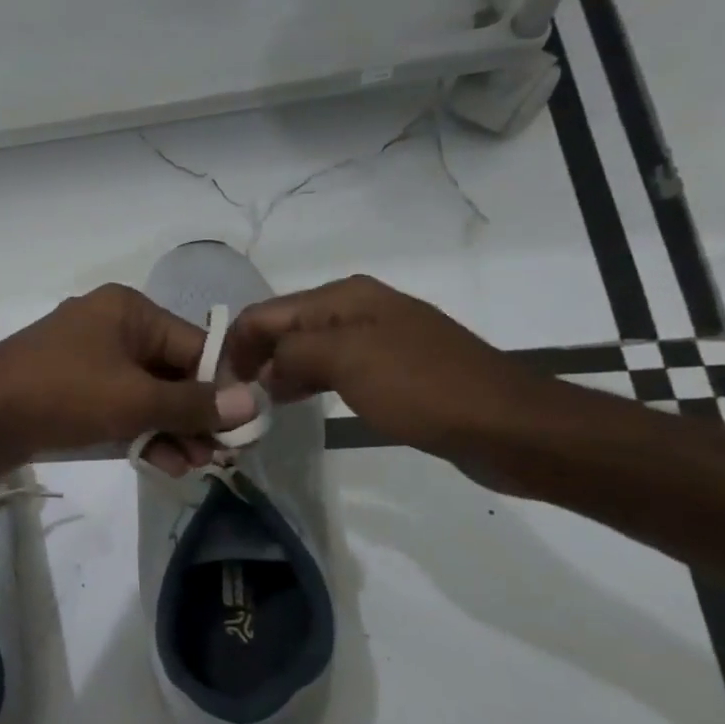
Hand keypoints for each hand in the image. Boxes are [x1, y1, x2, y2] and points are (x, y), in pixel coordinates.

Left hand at [0, 285, 258, 473]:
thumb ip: (194, 404)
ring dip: (169, 430)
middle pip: (170, 371)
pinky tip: (161, 464)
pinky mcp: (67, 391)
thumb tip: (253, 403)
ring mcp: (84, 360)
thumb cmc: (63, 394)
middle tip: (218, 457)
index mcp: (128, 311)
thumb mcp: (136, 399)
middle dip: (194, 416)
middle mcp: (109, 327)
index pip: (194, 345)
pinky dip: (137, 432)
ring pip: (143, 394)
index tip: (244, 428)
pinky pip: (115, 408)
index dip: (221, 388)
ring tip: (192, 468)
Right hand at [225, 275, 555, 460]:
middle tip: (235, 400)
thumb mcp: (346, 359)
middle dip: (255, 358)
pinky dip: (308, 383)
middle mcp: (357, 309)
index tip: (217, 386)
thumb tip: (266, 367)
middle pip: (284, 328)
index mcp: (344, 297)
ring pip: (306, 350)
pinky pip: (332, 369)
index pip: (265, 312)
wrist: (507, 426)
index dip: (236, 345)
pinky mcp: (392, 369)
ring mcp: (376, 339)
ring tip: (259, 406)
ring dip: (279, 373)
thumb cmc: (421, 387)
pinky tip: (298, 403)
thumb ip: (292, 352)